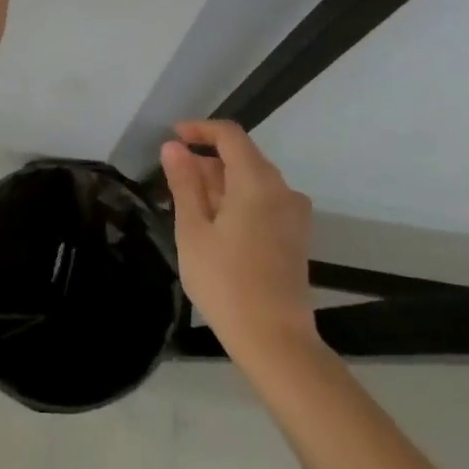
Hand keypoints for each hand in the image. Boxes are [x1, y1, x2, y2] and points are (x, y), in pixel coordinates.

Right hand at [161, 121, 317, 353]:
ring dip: (221, 183)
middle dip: (207, 160)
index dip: (200, 129)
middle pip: (243, 157)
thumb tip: (173, 147)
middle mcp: (283, 190)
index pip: (230, 135)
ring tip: (189, 205)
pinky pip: (264, 201)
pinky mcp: (296, 236)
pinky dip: (238, 200)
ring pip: (253, 181)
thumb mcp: (193, 230)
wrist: (274, 339)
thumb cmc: (225, 281)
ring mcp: (294, 214)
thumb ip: (184, 183)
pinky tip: (215, 224)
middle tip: (173, 179)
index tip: (173, 136)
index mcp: (257, 182)